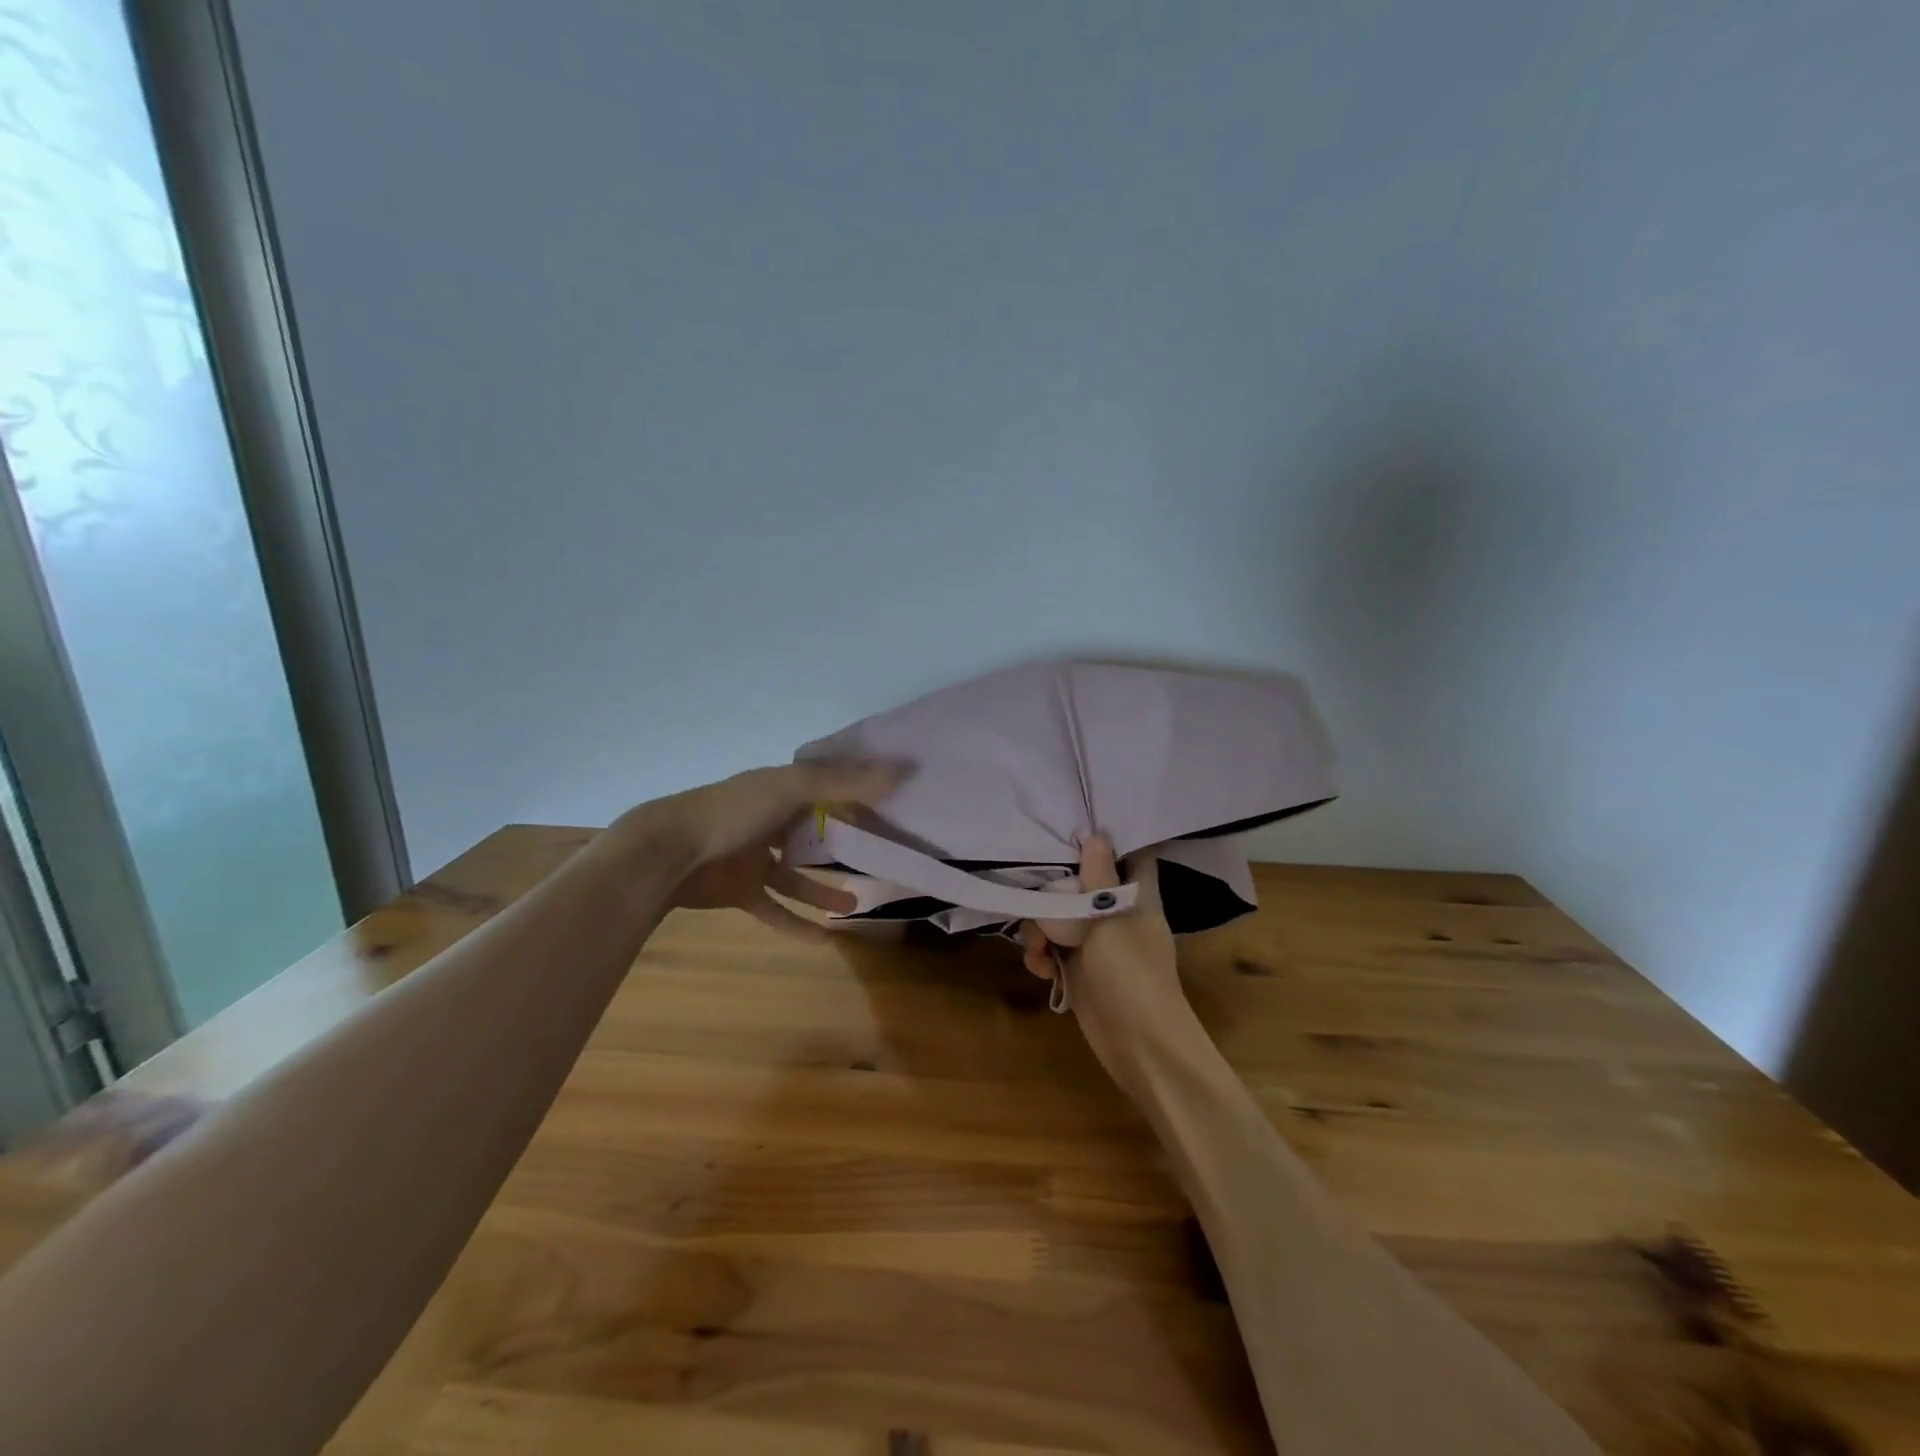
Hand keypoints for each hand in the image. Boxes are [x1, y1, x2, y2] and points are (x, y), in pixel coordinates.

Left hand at [634, 760, 908, 939]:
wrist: (667, 852)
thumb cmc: (733, 812)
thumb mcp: (793, 788)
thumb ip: (846, 783)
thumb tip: (903, 770)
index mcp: (782, 789)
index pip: (830, 788)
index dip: (860, 795)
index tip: (894, 806)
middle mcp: (770, 821)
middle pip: (815, 832)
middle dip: (845, 845)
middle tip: (880, 858)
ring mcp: (754, 858)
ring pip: (798, 875)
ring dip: (825, 890)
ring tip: (857, 903)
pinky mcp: (741, 891)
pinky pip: (776, 909)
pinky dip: (798, 923)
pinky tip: (826, 939)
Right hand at [1019, 837, 1194, 1097]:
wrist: (1140, 1046)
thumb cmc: (1131, 975)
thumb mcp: (1110, 921)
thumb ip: (1098, 879)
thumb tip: (1095, 835)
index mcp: (1136, 896)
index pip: (1131, 854)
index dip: (1108, 839)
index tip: (1074, 829)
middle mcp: (1116, 913)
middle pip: (1080, 884)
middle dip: (1053, 891)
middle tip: (1038, 901)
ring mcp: (1097, 943)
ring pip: (1058, 918)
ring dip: (1040, 930)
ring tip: (1039, 949)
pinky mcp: (1079, 970)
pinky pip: (1052, 950)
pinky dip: (1042, 957)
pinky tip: (1043, 970)